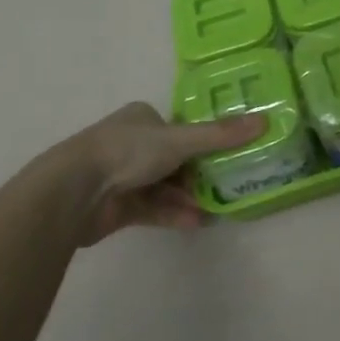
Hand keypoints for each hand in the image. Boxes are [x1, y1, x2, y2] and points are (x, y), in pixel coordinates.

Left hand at [62, 102, 262, 244]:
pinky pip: (153, 209)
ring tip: (217, 209)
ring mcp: (123, 176)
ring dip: (188, 198)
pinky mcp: (117, 207)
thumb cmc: (127, 152)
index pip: (180, 129)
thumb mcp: (180, 139)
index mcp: (142, 118)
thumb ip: (221, 135)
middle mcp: (132, 143)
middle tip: (228, 185)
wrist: (74, 191)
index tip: (228, 156)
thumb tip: (265, 121)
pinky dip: (173, 214)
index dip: (204, 142)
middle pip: (175, 159)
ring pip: (164, 187)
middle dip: (199, 175)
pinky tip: (197, 223)